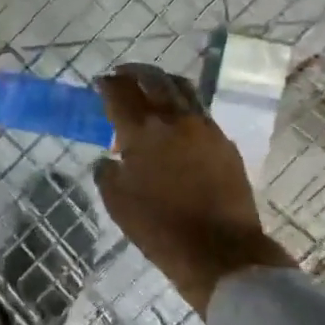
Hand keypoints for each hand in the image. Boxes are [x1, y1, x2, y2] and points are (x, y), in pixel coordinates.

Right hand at [94, 63, 292, 315]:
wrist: (220, 252)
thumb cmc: (159, 228)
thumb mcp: (117, 202)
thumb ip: (107, 172)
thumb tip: (110, 158)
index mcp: (142, 131)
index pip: (119, 92)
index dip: (107, 84)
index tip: (100, 83)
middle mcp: (174, 119)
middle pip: (153, 78)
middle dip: (134, 72)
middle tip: (122, 76)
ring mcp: (204, 127)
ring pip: (181, 88)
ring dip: (161, 82)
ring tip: (150, 89)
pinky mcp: (224, 142)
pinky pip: (199, 110)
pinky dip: (182, 105)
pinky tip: (175, 120)